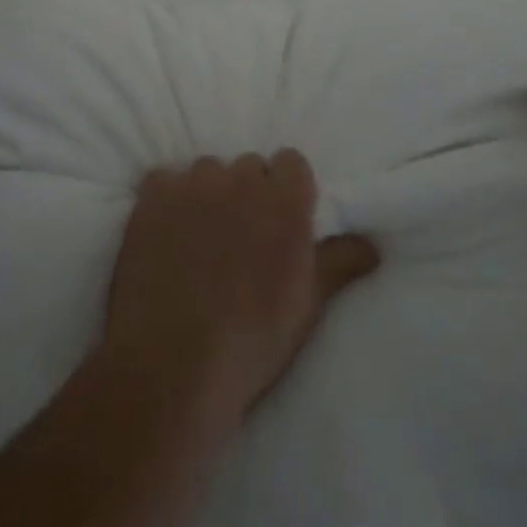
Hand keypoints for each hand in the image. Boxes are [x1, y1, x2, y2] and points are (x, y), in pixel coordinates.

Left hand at [104, 151, 379, 425]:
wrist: (173, 364)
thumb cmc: (252, 340)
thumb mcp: (307, 306)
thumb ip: (339, 263)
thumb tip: (373, 244)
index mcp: (284, 202)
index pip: (291, 162)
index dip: (286, 189)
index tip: (279, 219)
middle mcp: (240, 180)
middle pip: (248, 167)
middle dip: (247, 192)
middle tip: (240, 236)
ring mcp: (193, 184)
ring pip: (207, 171)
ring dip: (207, 194)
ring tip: (199, 237)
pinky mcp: (152, 196)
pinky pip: (163, 180)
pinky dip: (166, 199)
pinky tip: (164, 233)